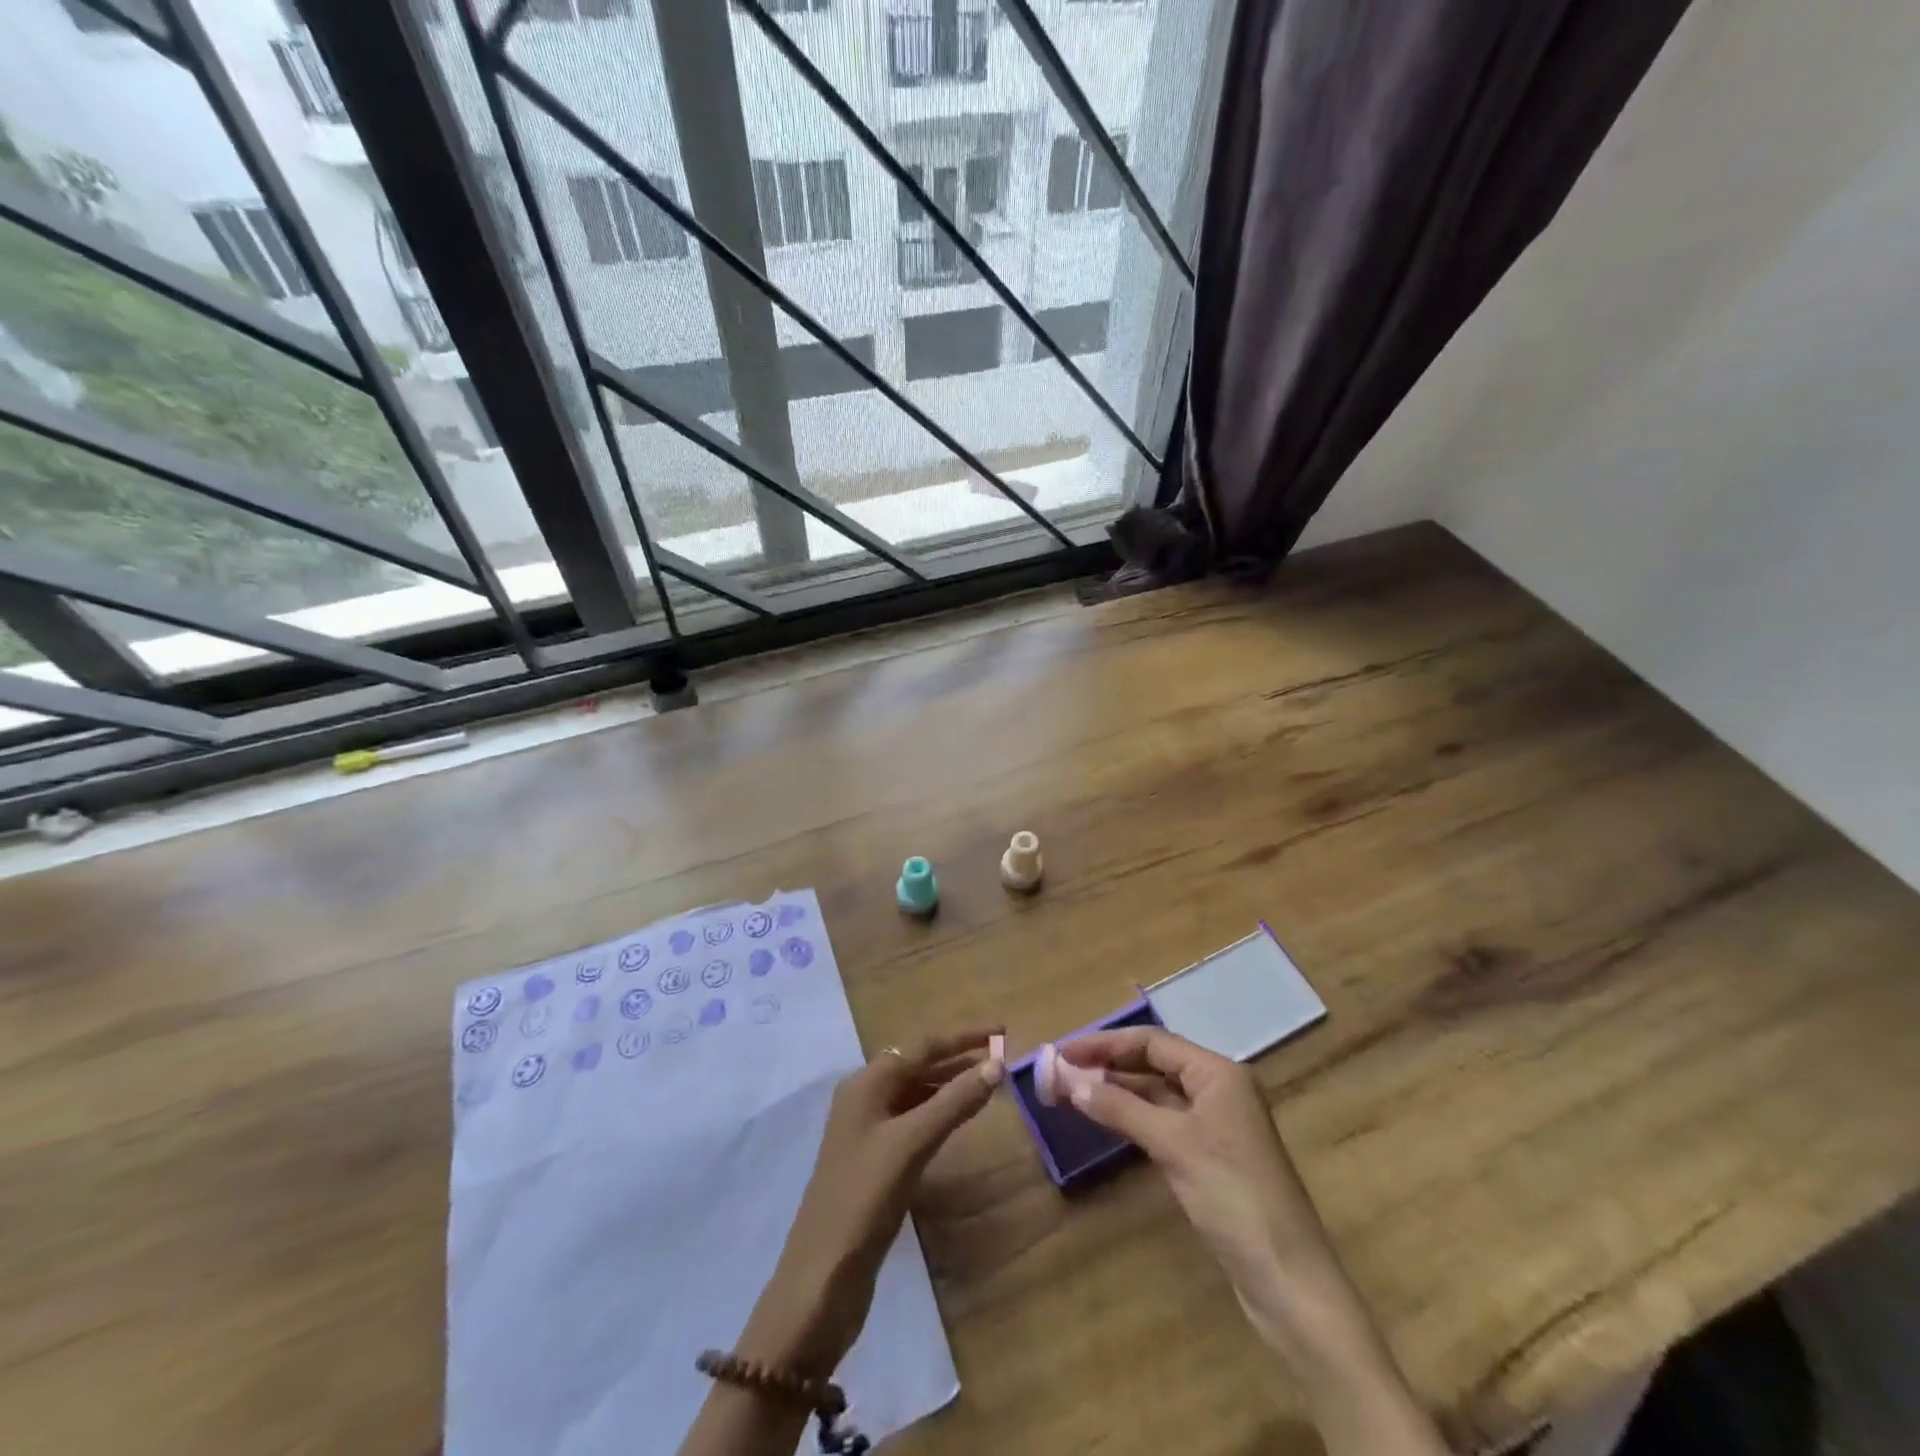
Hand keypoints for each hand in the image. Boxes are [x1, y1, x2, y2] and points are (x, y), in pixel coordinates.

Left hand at [739, 1028, 1005, 1377]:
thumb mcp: (912, 1143)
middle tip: (1000, 1060)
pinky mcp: (875, 1160)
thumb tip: (996, 1065)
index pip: (922, 1046)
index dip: (963, 1038)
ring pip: (917, 1094)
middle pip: (918, 1065)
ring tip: (989, 1086)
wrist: (823, 1276)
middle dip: (958, 1059)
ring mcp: (868, 1130)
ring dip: (951, 1086)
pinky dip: (939, 1114)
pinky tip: (960, 1121)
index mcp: (867, 1083)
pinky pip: (913, 1121)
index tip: (1001, 1031)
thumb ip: (954, 1102)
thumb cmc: (864, 1196)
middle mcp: (865, 1098)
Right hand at [1061, 1029, 1448, 1455]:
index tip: (1061, 1050)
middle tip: (1060, 1070)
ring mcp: (1216, 1123)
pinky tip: (1105, 1119)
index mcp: (1217, 1072)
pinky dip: (1132, 1116)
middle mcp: (1218, 1088)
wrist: (1288, 1280)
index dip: (1104, 1043)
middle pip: (1154, 1063)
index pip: (1152, 1042)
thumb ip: (1119, 1107)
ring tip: (1072, 1091)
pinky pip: (1163, 1120)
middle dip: (1108, 1064)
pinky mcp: (1210, 1155)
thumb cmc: (1233, 1196)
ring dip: (1117, 1089)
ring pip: (1156, 1093)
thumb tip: (1068, 1078)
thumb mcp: (1173, 1145)